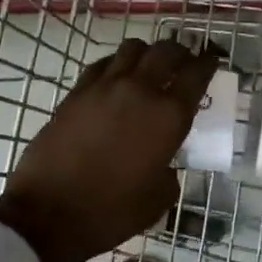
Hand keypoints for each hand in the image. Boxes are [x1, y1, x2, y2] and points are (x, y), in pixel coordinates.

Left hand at [0, 38, 219, 261]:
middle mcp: (140, 90)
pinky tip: (116, 77)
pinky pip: (103, 63)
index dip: (208, 63)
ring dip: (147, 52)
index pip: (196, 74)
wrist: (49, 212)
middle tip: (183, 63)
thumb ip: (170, 169)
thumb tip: (164, 160)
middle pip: (166, 51)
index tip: (212, 61)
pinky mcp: (77, 91)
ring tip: (149, 66)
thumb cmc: (111, 211)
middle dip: (181, 52)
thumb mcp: (159, 198)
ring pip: (133, 48)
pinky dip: (117, 64)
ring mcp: (105, 86)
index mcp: (168, 116)